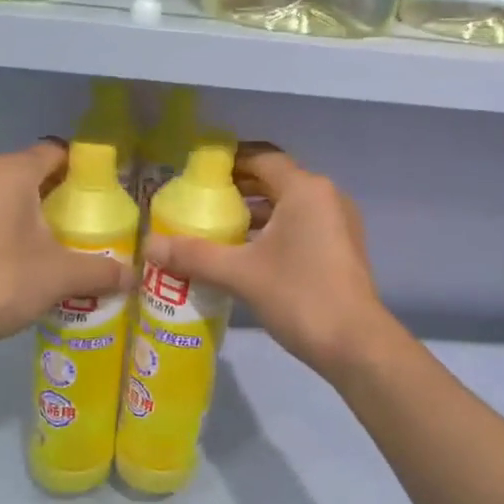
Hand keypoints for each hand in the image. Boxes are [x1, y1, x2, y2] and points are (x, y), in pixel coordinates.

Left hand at [0, 141, 131, 351]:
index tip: (107, 193)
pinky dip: (17, 229)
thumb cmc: (7, 278)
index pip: (57, 152)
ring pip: (14, 197)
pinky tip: (34, 258)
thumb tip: (133, 277)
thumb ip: (102, 270)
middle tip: (93, 221)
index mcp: (12, 172)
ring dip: (39, 214)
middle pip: (36, 174)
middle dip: (65, 195)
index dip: (85, 169)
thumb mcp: (64, 274)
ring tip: (66, 242)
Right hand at [142, 144, 393, 376]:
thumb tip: (149, 246)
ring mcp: (337, 224)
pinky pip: (299, 227)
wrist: (355, 344)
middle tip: (199, 202)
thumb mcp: (240, 274)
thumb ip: (194, 256)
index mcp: (305, 190)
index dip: (228, 162)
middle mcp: (325, 197)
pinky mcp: (339, 249)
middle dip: (237, 190)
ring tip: (215, 228)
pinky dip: (271, 232)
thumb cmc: (299, 296)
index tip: (196, 174)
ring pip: (287, 206)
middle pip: (274, 181)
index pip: (261, 159)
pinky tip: (244, 254)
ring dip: (254, 213)